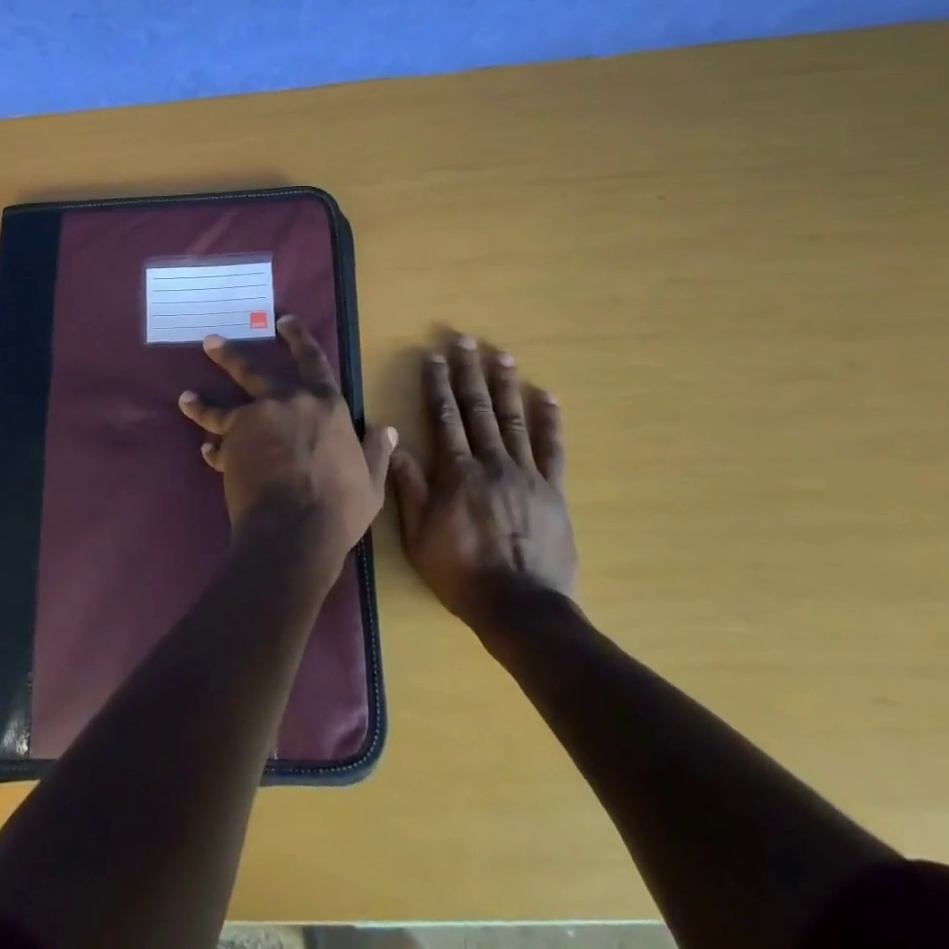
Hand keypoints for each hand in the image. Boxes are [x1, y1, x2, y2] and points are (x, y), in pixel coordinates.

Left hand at [178, 316, 395, 584]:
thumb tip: (389, 430)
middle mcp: (287, 402)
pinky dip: (212, 447)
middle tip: (210, 342)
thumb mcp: (370, 482)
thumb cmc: (339, 507)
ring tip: (186, 397)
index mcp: (325, 405)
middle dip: (230, 355)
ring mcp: (254, 419)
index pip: (312, 360)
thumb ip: (376, 452)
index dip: (298, 338)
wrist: (295, 530)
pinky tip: (205, 450)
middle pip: (252, 370)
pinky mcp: (231, 443)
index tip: (283, 322)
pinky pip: (218, 441)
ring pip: (222, 404)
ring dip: (202, 401)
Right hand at [392, 335, 575, 629]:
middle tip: (466, 341)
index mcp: (456, 472)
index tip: (434, 357)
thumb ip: (408, 488)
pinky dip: (550, 422)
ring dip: (506, 386)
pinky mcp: (553, 491)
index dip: (437, 385)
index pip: (444, 417)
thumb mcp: (419, 535)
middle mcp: (491, 463)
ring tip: (501, 356)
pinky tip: (547, 398)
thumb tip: (395, 444)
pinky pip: (552, 450)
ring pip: (513, 420)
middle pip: (478, 409)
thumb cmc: (461, 573)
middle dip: (469, 373)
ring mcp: (526, 475)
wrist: (520, 608)